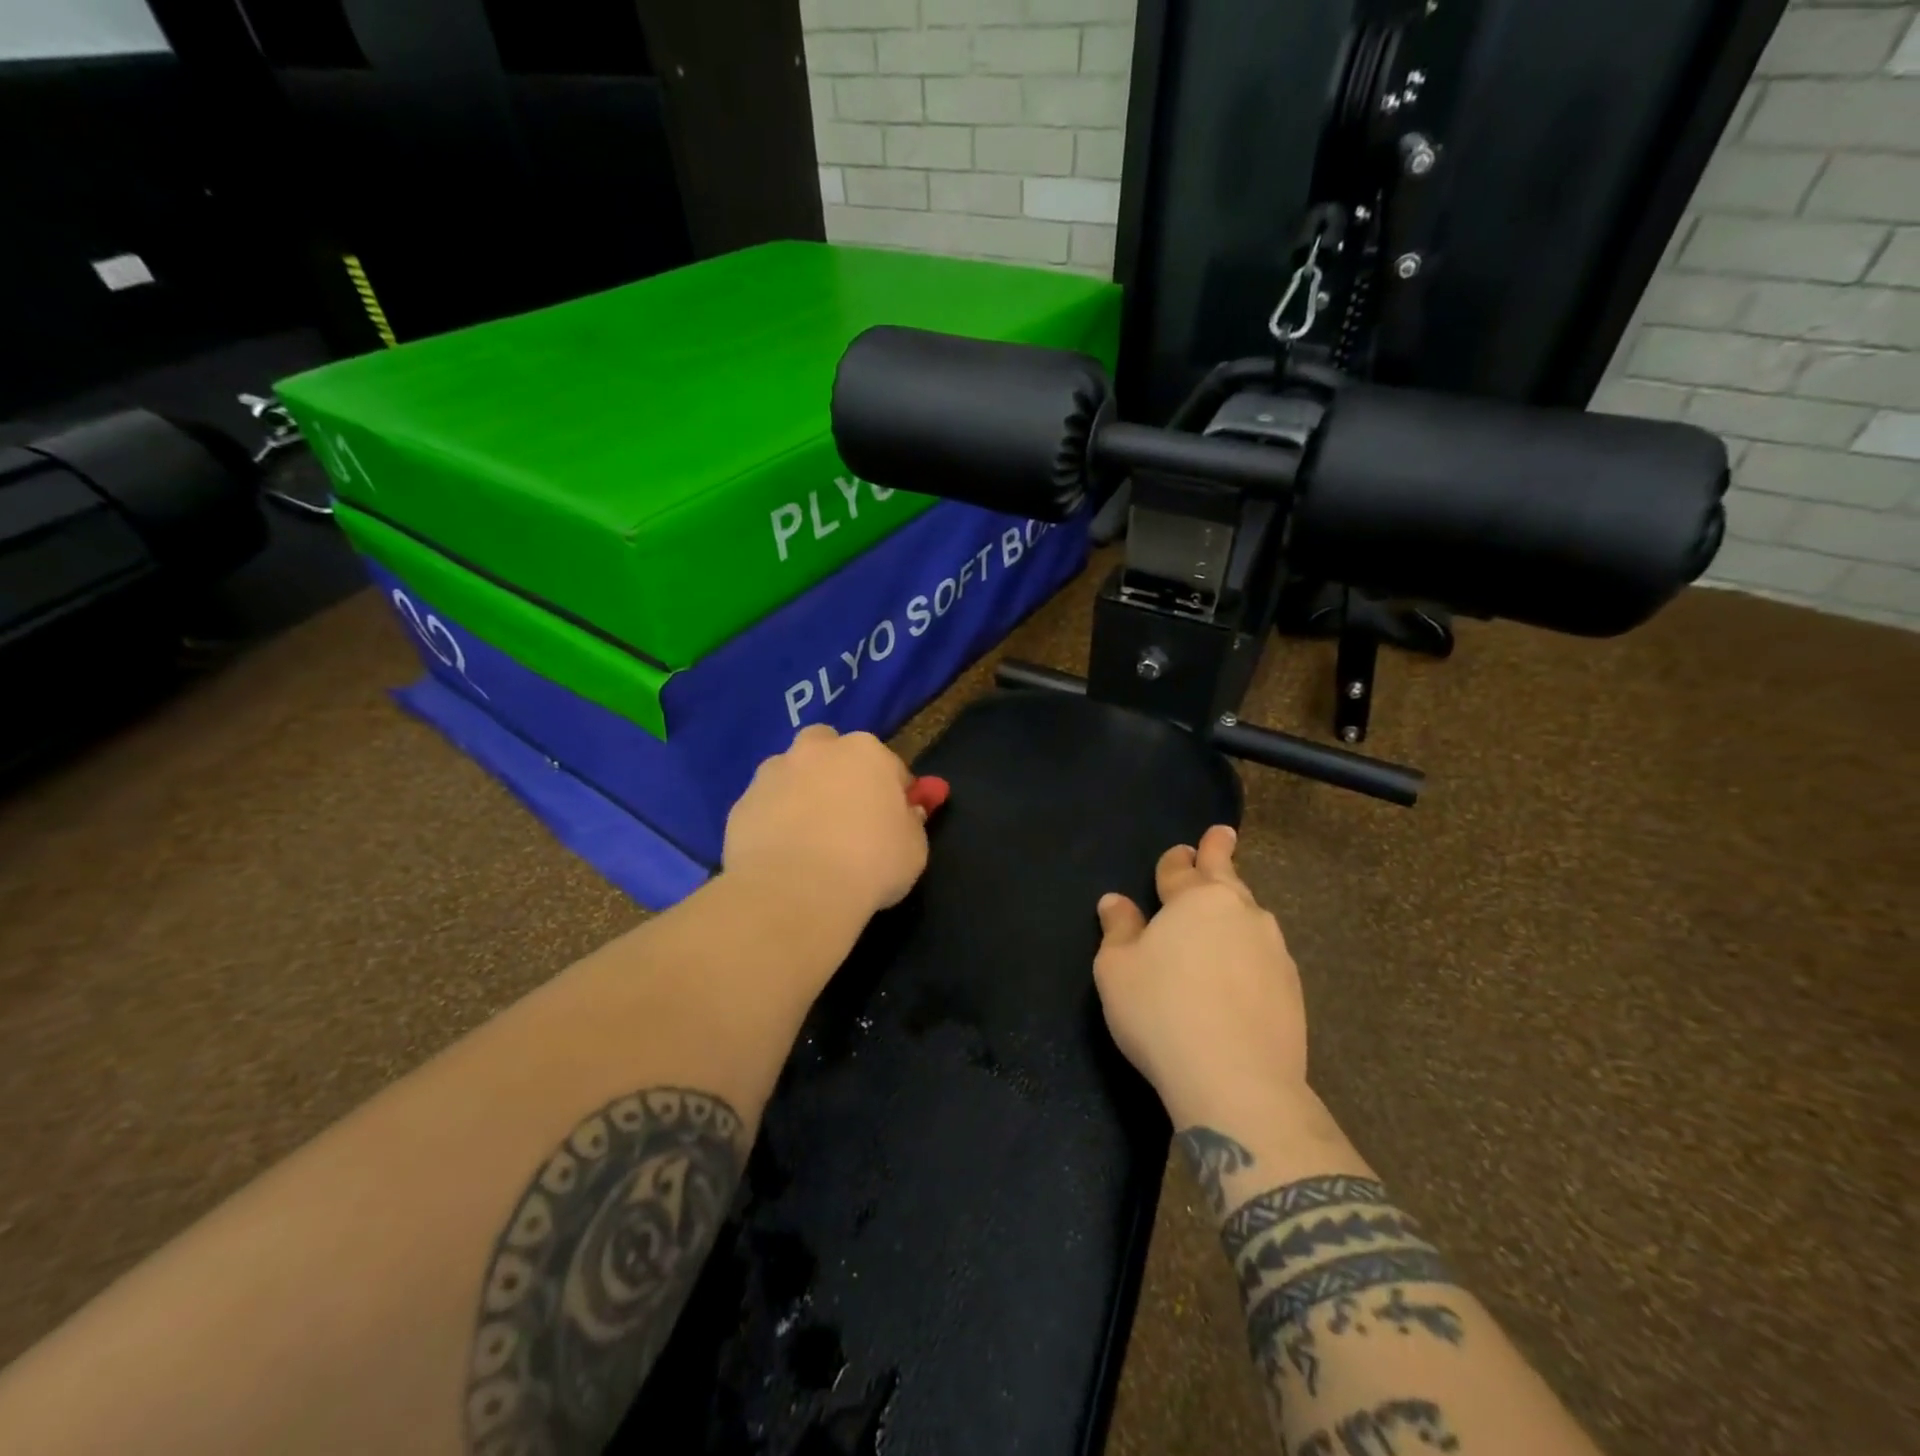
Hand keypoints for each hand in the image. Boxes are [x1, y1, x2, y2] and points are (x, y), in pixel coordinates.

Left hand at [723, 725, 929, 921]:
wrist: (796, 892)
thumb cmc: (869, 864)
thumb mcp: (914, 849)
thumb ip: (911, 824)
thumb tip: (906, 814)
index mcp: (866, 752)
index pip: (889, 765)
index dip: (894, 791)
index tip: (895, 818)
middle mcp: (816, 751)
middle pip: (828, 747)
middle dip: (835, 769)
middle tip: (843, 809)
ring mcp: (773, 774)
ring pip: (790, 772)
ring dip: (799, 791)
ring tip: (807, 834)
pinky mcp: (741, 803)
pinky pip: (764, 806)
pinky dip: (772, 820)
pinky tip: (780, 853)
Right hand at [1092, 825, 1307, 1127]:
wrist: (1236, 1081)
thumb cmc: (1161, 1012)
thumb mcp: (1117, 969)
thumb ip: (1118, 929)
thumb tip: (1114, 901)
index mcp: (1196, 900)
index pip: (1181, 868)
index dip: (1176, 859)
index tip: (1182, 850)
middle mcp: (1241, 913)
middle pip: (1227, 877)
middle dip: (1220, 853)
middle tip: (1223, 835)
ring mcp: (1273, 950)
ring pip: (1250, 915)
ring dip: (1235, 907)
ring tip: (1226, 911)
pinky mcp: (1292, 989)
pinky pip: (1264, 954)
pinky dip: (1249, 950)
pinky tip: (1240, 970)